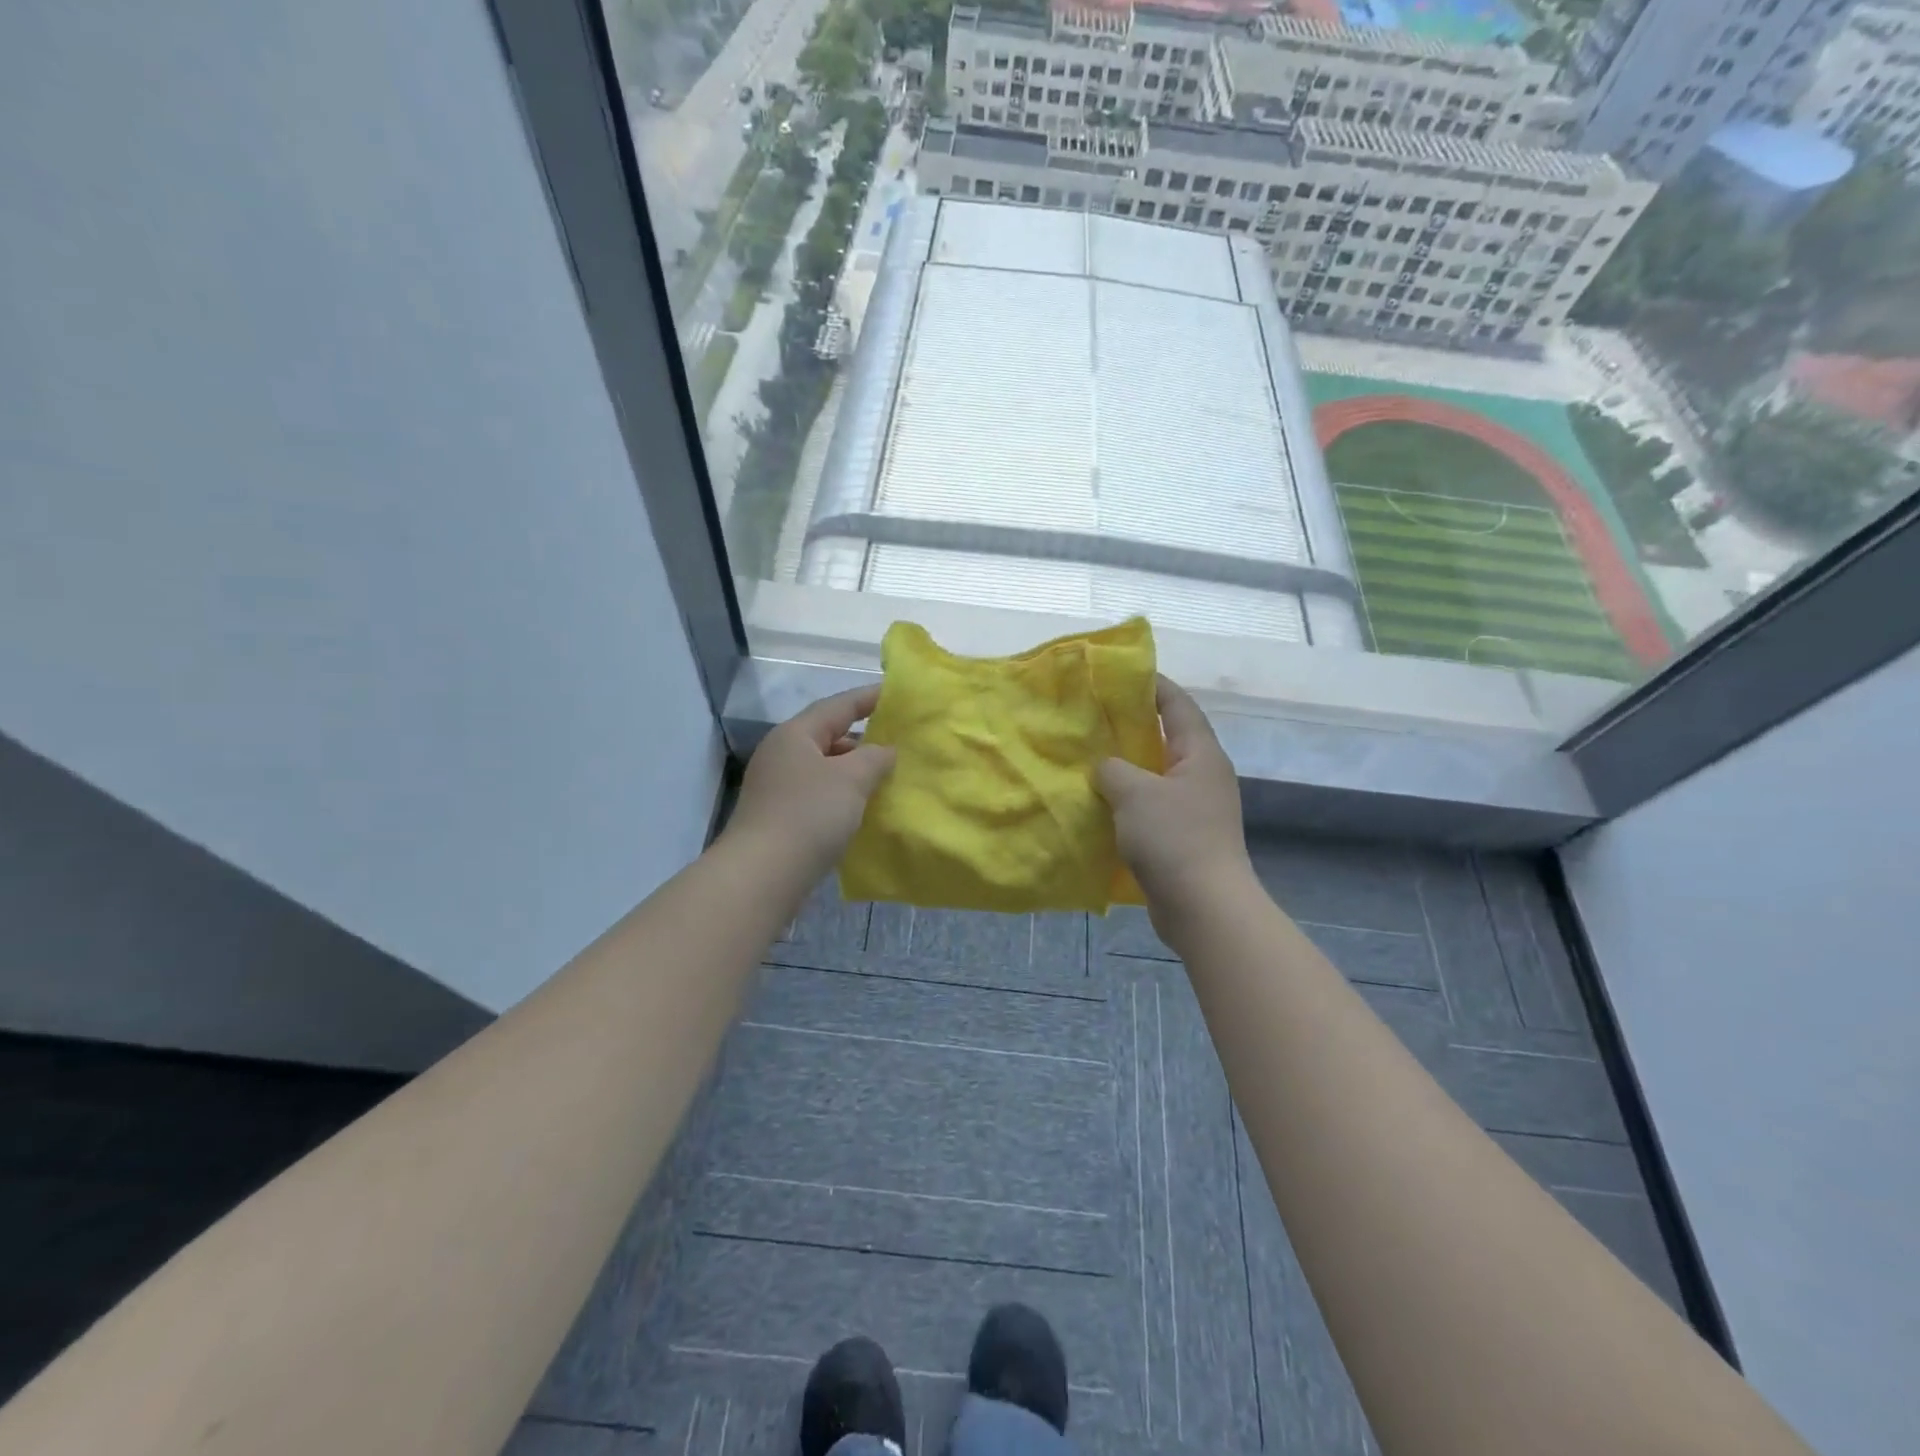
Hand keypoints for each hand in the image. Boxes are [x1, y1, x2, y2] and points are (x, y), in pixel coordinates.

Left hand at [726, 685, 895, 879]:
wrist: (763, 875)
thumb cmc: (809, 815)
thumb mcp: (851, 779)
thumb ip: (875, 757)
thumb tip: (886, 750)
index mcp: (795, 734)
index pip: (838, 706)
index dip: (869, 698)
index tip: (898, 695)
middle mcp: (782, 754)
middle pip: (829, 736)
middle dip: (865, 739)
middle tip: (900, 741)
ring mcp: (778, 786)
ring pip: (825, 768)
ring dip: (855, 770)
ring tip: (888, 776)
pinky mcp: (780, 816)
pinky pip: (819, 793)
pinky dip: (843, 794)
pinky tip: (864, 807)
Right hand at [1096, 676, 1252, 937]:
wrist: (1204, 907)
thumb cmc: (1174, 838)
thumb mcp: (1134, 793)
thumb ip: (1113, 769)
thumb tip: (1105, 767)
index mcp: (1201, 753)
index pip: (1178, 705)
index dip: (1153, 685)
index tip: (1121, 674)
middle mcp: (1204, 775)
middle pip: (1168, 738)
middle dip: (1133, 726)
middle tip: (1095, 716)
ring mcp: (1197, 808)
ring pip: (1157, 775)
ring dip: (1128, 767)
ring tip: (1091, 757)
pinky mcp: (1185, 837)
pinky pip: (1153, 806)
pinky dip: (1129, 800)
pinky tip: (1101, 803)